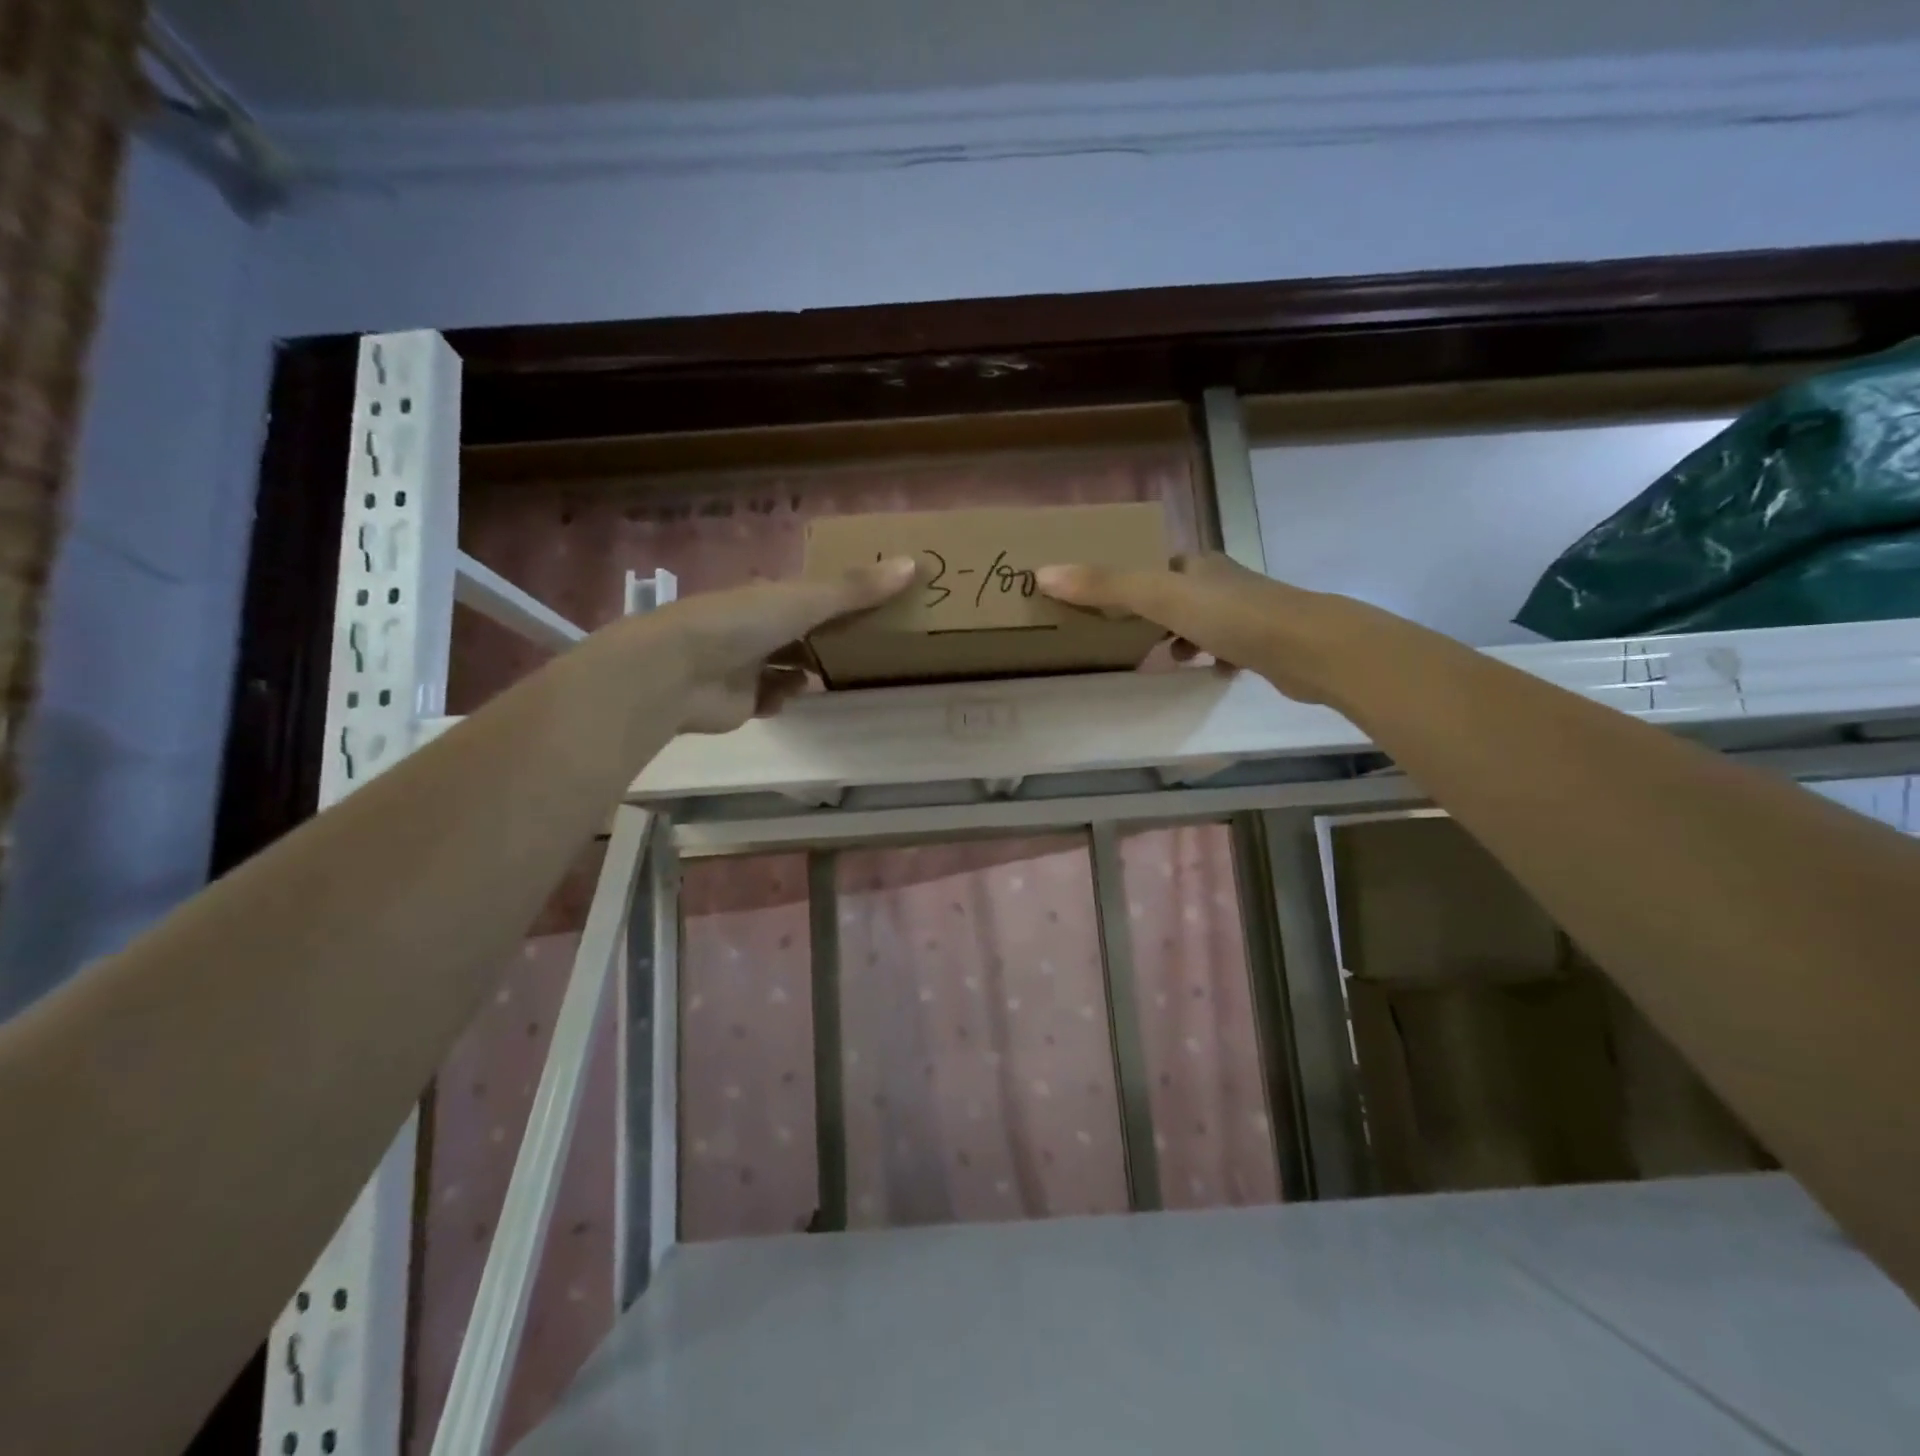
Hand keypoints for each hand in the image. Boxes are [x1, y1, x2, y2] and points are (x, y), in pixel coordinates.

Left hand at [647, 558, 916, 732]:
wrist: (678, 672)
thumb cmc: (741, 624)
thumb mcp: (805, 600)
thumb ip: (855, 589)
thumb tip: (914, 563)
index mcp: (768, 597)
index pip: (811, 595)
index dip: (842, 599)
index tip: (876, 606)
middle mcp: (756, 627)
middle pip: (801, 632)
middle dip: (828, 639)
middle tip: (869, 647)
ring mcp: (746, 665)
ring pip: (786, 665)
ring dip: (807, 670)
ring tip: (840, 673)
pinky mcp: (741, 701)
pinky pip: (772, 698)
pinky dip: (783, 697)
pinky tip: (794, 696)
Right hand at [1037, 552, 1365, 705]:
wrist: (1310, 648)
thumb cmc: (1232, 616)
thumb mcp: (1160, 598)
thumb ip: (1104, 586)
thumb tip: (1041, 573)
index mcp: (1198, 564)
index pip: (1155, 565)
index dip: (1128, 581)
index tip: (1103, 605)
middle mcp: (1222, 581)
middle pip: (1177, 593)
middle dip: (1151, 614)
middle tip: (1124, 638)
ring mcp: (1247, 611)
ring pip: (1202, 621)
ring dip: (1179, 637)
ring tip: (1161, 660)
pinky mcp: (1265, 643)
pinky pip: (1227, 647)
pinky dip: (1210, 658)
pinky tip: (1204, 673)